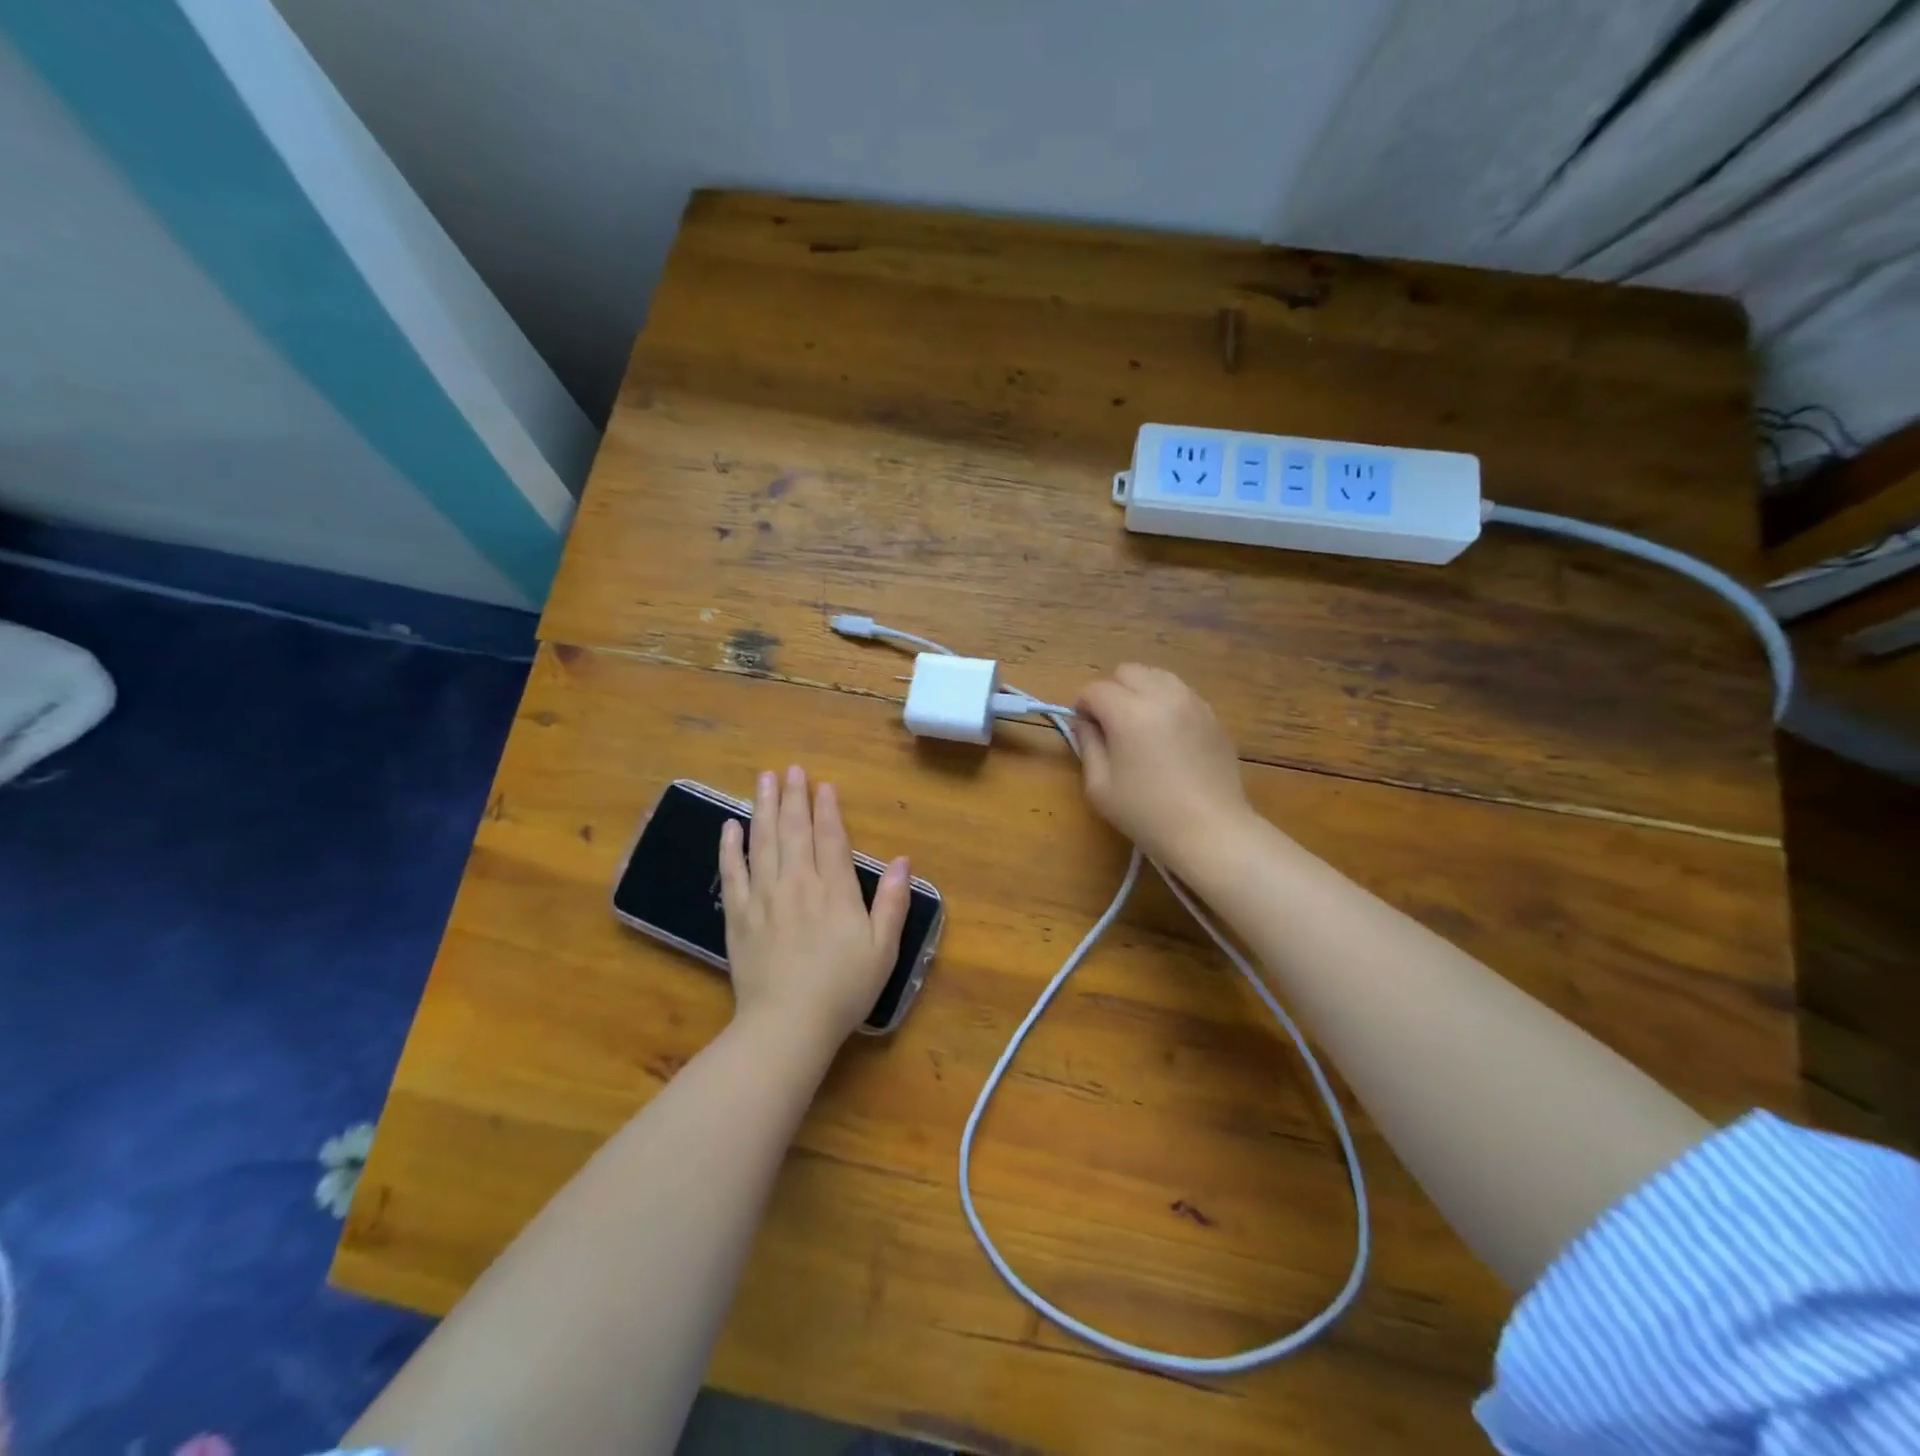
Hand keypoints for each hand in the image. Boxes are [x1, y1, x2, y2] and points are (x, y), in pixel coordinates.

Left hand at [719, 766, 910, 1045]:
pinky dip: (730, 847)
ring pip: (763, 842)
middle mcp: (798, 883)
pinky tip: (729, 826)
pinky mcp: (738, 915)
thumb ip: (893, 902)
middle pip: (794, 830)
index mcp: (834, 890)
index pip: (831, 838)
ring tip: (763, 780)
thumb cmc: (843, 988)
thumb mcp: (883, 949)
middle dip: (792, 797)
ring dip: (763, 808)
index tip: (823, 785)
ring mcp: (764, 897)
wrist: (787, 1024)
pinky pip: (732, 873)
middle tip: (789, 769)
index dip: (827, 809)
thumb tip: (904, 860)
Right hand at [1073, 665, 1252, 870]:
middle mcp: (1162, 696)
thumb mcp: (1100, 787)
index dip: (1082, 706)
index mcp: (1129, 712)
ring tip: (1140, 725)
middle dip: (1112, 691)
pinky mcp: (1213, 716)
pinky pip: (1181, 693)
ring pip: (1158, 676)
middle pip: (1128, 671)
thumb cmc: (1147, 813)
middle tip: (1110, 724)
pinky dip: (1166, 702)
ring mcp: (1193, 702)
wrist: (1210, 830)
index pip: (1095, 689)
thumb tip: (1085, 723)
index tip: (1083, 728)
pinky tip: (1167, 735)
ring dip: (1141, 692)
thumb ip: (1088, 746)